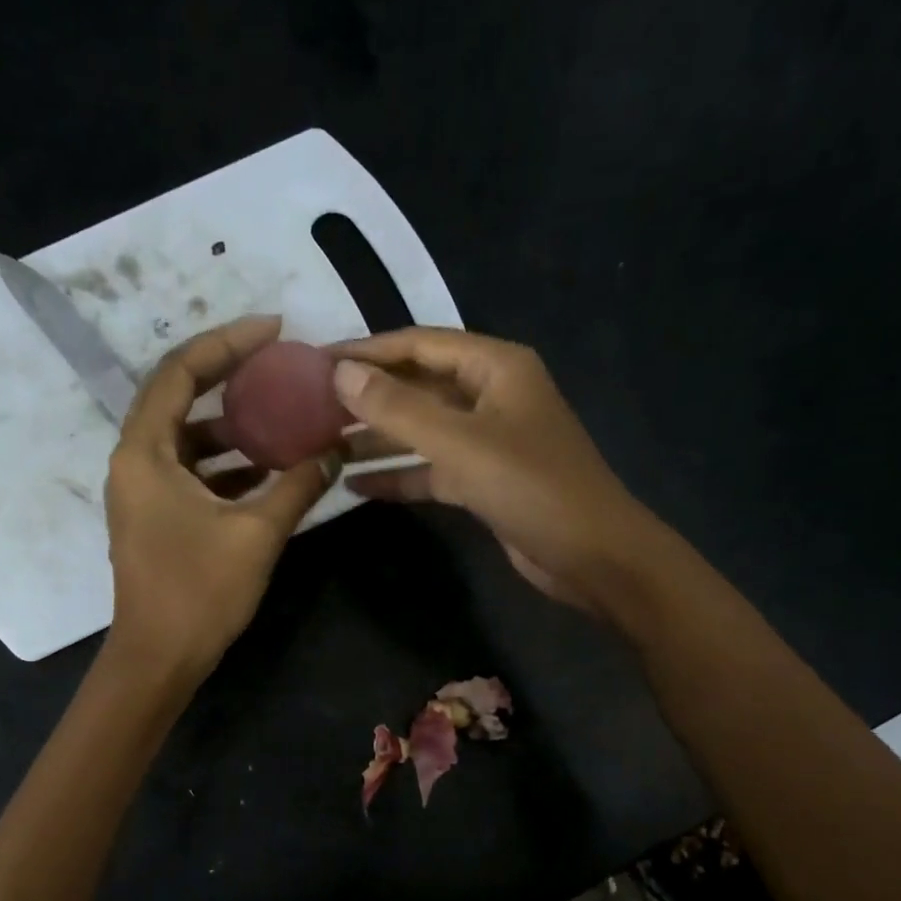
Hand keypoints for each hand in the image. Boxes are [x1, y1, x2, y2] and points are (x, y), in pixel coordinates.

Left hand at [104, 316, 334, 683]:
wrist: (158, 659)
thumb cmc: (199, 593)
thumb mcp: (257, 534)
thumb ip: (297, 486)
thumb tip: (334, 451)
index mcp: (145, 452)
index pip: (180, 371)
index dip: (227, 342)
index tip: (274, 329)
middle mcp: (134, 462)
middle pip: (179, 398)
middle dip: (230, 378)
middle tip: (279, 366)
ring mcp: (141, 493)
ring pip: (187, 440)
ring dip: (232, 427)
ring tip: (282, 418)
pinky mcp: (154, 519)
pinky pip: (190, 473)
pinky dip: (225, 465)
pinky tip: (267, 471)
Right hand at [331, 328, 666, 613]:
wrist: (591, 555)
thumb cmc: (532, 487)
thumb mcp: (461, 443)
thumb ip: (399, 409)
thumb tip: (340, 374)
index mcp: (495, 367)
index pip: (419, 345)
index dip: (367, 351)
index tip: (317, 360)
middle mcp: (490, 396)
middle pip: (418, 387)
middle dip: (368, 398)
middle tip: (310, 408)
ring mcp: (487, 442)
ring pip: (421, 432)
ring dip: (377, 440)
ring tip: (322, 446)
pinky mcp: (482, 483)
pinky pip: (431, 470)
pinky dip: (399, 477)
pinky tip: (356, 487)